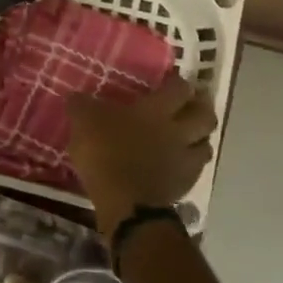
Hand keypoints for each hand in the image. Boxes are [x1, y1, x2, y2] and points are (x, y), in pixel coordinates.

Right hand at [68, 73, 216, 235]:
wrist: (125, 201)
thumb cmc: (105, 153)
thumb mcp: (83, 122)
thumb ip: (82, 106)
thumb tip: (76, 96)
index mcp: (155, 111)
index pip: (178, 88)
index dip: (177, 82)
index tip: (171, 81)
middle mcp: (177, 131)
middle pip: (205, 115)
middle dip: (201, 108)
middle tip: (191, 105)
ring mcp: (184, 159)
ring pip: (206, 144)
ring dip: (200, 138)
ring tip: (188, 137)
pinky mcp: (183, 185)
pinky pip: (195, 169)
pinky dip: (189, 164)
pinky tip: (177, 165)